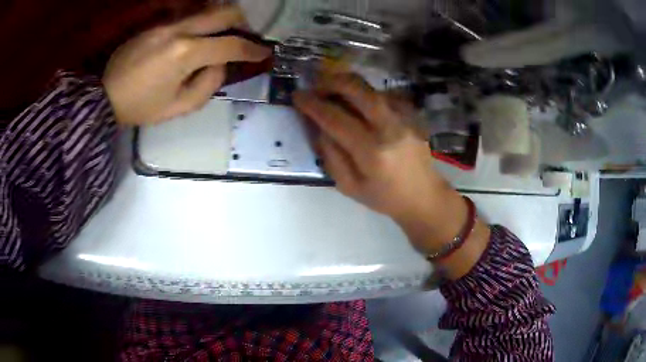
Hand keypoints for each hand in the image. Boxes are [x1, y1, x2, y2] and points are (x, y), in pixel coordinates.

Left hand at [103, 5, 271, 124]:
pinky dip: (203, 23)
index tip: (265, 52)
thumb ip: (208, 84)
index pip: (231, 45)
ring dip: (223, 20)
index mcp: (186, 53)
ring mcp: (168, 23)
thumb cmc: (141, 107)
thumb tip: (219, 64)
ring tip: (223, 36)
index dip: (253, 49)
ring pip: (208, 9)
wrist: (106, 96)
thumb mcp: (179, 107)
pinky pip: (189, 16)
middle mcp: (180, 30)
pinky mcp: (158, 24)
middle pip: (225, 12)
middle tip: (244, 38)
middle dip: (242, 23)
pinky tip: (199, 37)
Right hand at [293, 73, 448, 221]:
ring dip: (348, 86)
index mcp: (371, 151)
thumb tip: (319, 127)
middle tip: (316, 86)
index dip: (313, 105)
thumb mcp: (348, 186)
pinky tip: (359, 105)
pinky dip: (366, 95)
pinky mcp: (412, 115)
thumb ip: (331, 155)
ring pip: (371, 89)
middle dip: (331, 82)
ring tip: (334, 93)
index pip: (335, 119)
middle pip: (358, 90)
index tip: (298, 96)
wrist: (424, 196)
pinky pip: (384, 95)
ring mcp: (405, 118)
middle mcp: (390, 128)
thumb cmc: (384, 197)